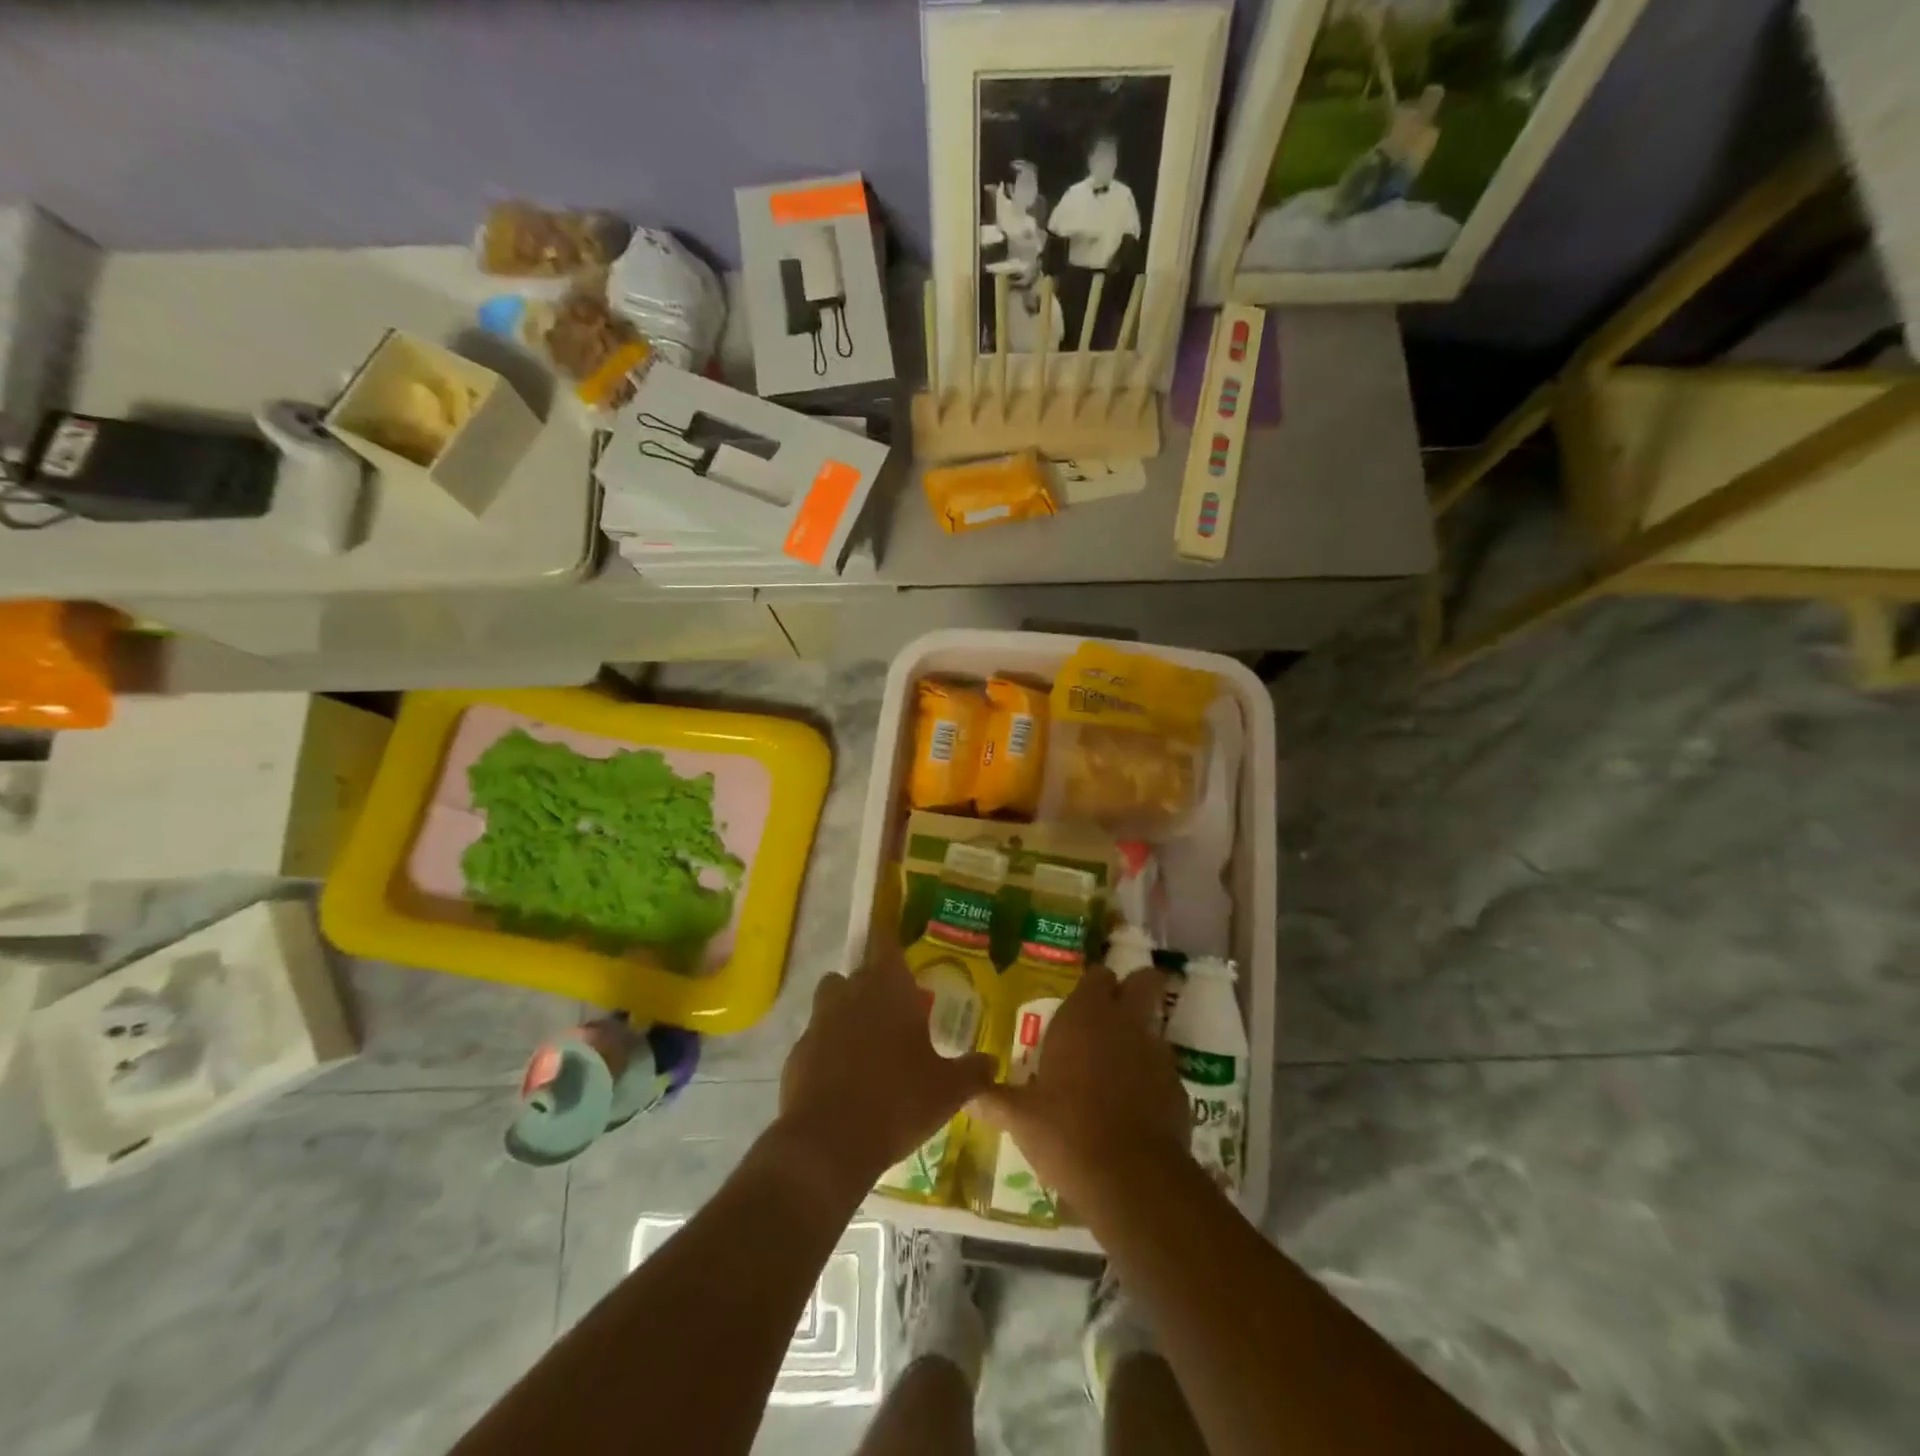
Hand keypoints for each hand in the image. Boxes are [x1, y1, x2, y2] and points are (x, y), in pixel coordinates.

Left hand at [775, 950, 994, 1195]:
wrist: (829, 1144)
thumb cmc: (898, 1101)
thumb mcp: (948, 1090)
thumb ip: (973, 1070)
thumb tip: (991, 1061)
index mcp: (887, 988)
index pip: (884, 942)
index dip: (890, 940)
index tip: (899, 949)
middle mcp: (850, 994)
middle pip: (857, 973)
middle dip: (874, 986)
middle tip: (897, 1012)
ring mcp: (818, 1023)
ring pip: (832, 1001)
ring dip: (847, 1012)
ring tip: (869, 1043)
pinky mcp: (796, 1054)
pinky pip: (816, 1039)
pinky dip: (828, 1050)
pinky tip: (845, 1079)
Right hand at [970, 963, 1189, 1210]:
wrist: (1131, 1179)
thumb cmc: (1066, 1131)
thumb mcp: (1020, 1118)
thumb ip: (994, 1100)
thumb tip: (967, 1095)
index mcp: (1085, 1017)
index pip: (1098, 976)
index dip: (1094, 985)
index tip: (1084, 999)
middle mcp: (1124, 1024)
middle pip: (1144, 982)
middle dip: (1136, 988)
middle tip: (1117, 1010)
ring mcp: (1156, 1055)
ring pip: (1154, 1029)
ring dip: (1139, 1040)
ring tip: (1118, 1070)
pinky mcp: (1178, 1090)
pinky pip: (1163, 1073)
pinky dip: (1151, 1082)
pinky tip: (1133, 1110)